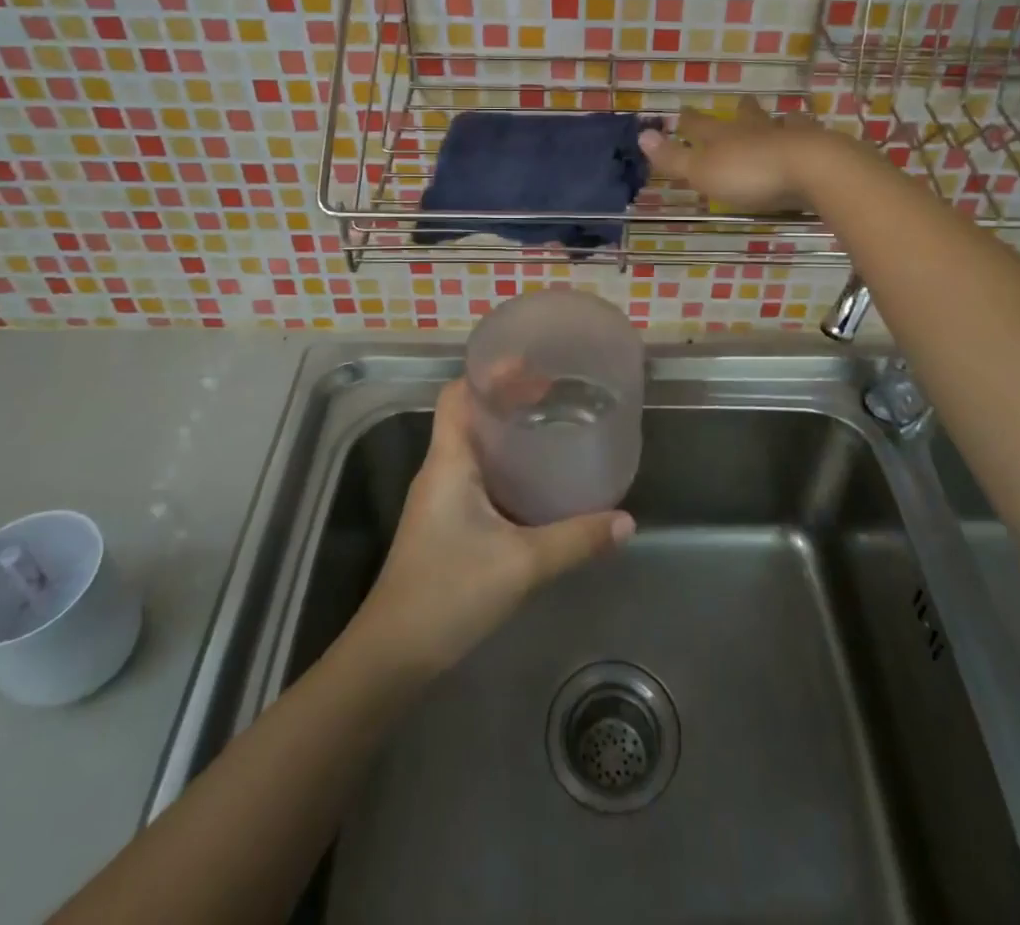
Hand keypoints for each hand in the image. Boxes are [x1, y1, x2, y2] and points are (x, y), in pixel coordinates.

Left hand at [355, 379, 633, 676]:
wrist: (392, 656)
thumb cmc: (448, 594)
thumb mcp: (521, 564)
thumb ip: (575, 540)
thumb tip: (627, 521)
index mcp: (449, 461)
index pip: (458, 394)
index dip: (489, 372)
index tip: (531, 362)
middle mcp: (441, 470)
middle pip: (470, 414)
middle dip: (508, 398)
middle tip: (556, 392)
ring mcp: (441, 498)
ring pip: (475, 447)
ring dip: (507, 432)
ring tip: (553, 425)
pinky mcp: (447, 523)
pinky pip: (478, 476)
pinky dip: (506, 465)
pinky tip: (537, 481)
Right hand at [639, 95, 841, 212]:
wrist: (811, 169)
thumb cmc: (750, 174)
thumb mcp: (703, 171)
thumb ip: (674, 157)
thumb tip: (641, 135)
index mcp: (724, 137)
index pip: (700, 126)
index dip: (689, 122)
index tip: (682, 113)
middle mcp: (755, 130)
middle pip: (744, 116)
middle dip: (740, 111)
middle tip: (740, 102)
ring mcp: (788, 135)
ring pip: (779, 122)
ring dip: (777, 120)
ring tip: (781, 117)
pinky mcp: (817, 146)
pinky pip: (810, 134)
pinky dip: (808, 133)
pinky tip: (813, 134)